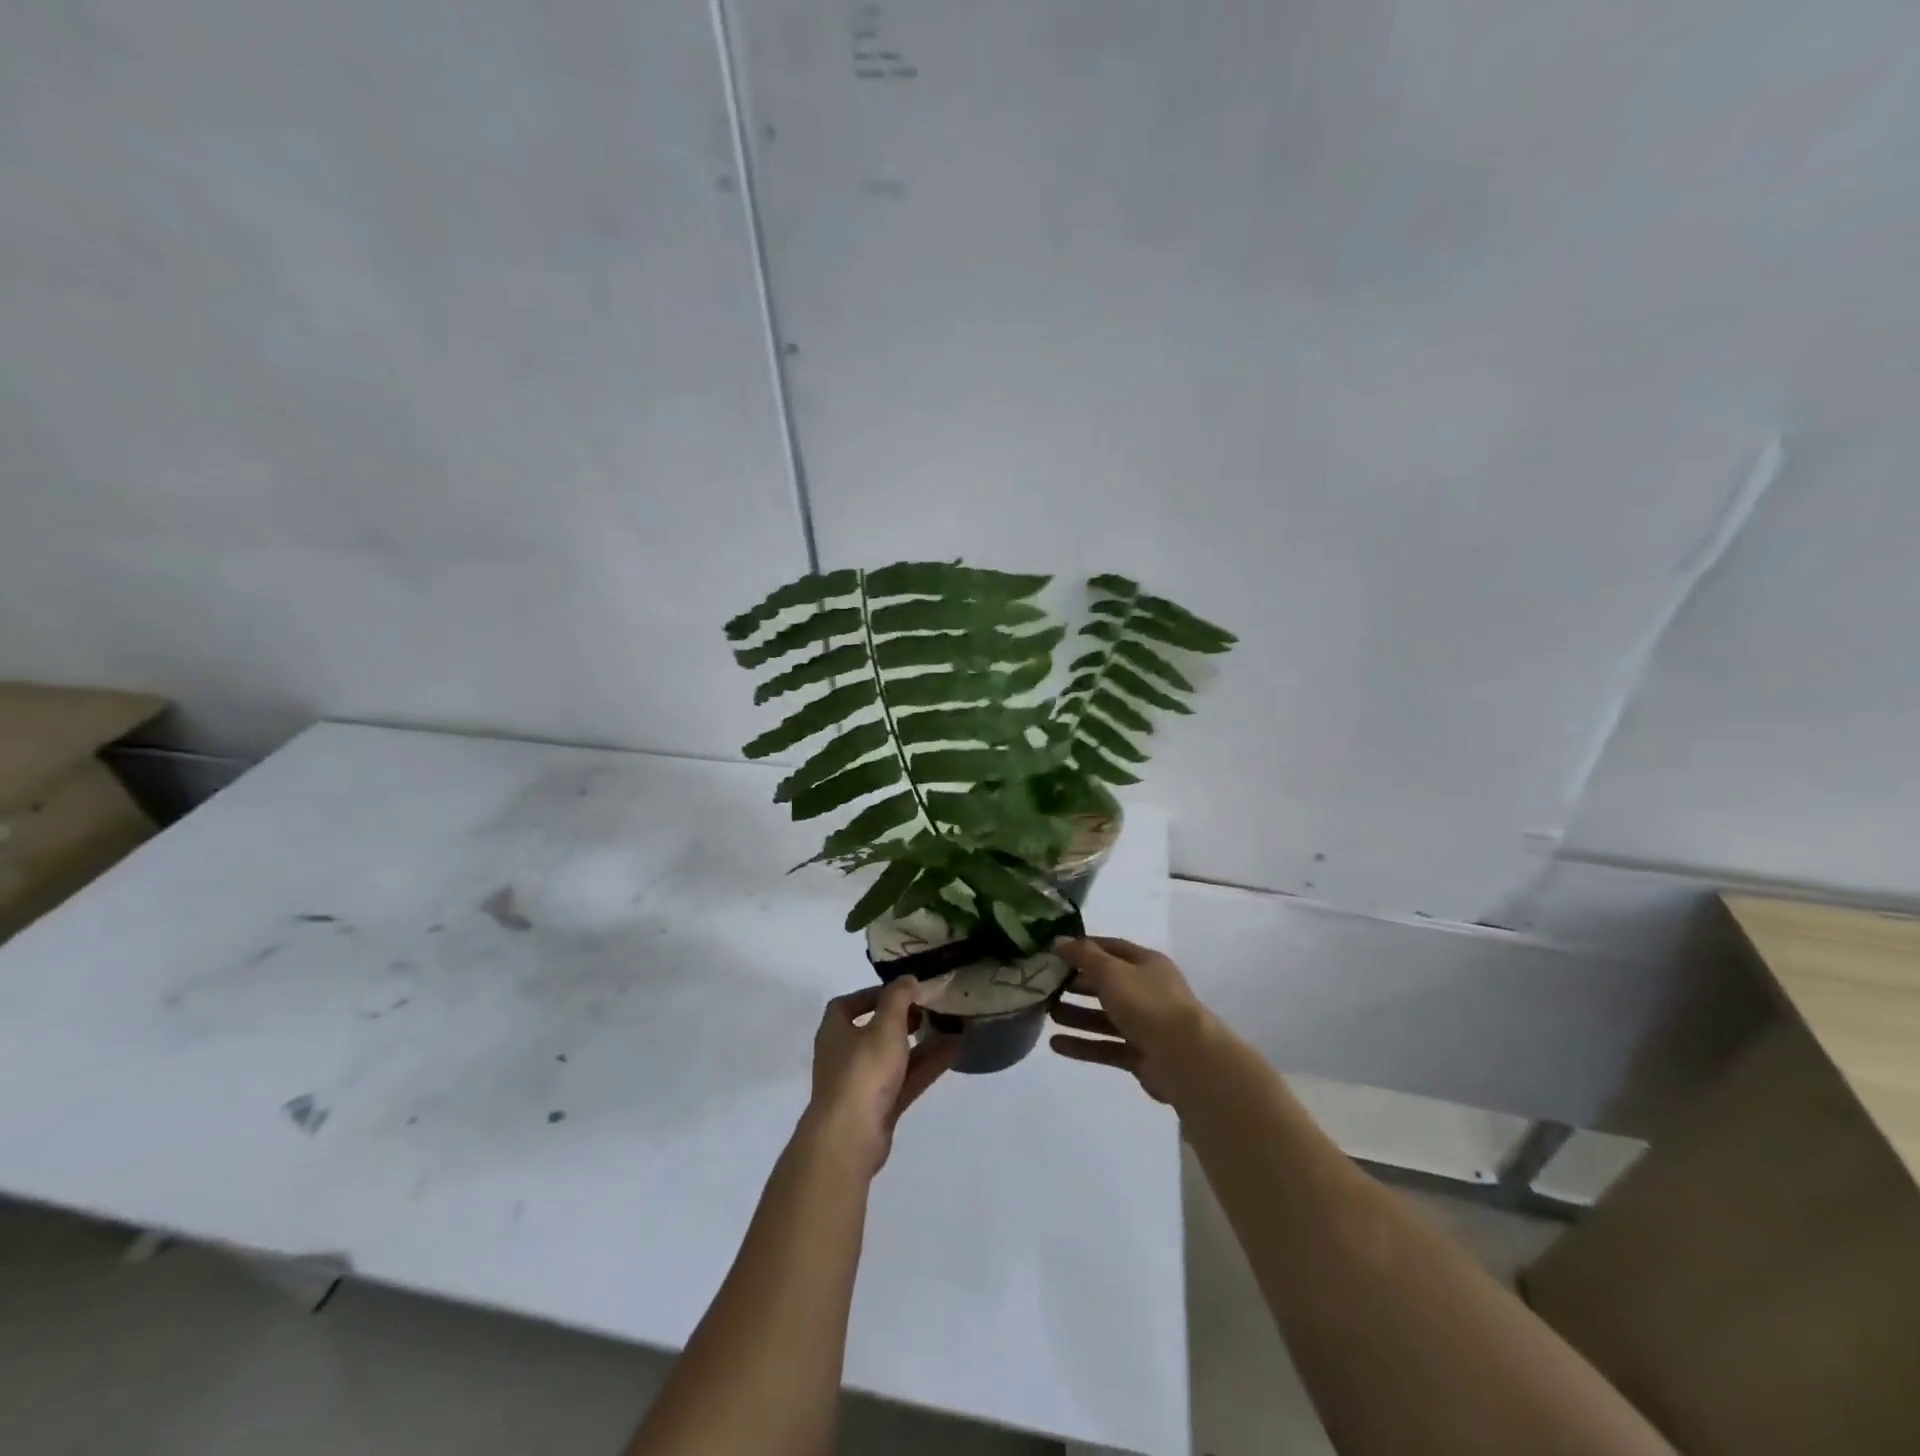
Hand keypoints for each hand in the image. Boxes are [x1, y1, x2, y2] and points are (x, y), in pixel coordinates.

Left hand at [804, 980, 957, 1176]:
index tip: (902, 991)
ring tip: (950, 1028)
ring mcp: (861, 1083)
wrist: (850, 1138)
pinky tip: (953, 1052)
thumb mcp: (885, 1025)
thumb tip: (907, 979)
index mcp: (835, 1030)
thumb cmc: (863, 1071)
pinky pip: (905, 1080)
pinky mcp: (879, 1107)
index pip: (849, 1004)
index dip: (874, 994)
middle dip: (902, 1019)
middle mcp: (844, 1054)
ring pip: (894, 1057)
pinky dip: (926, 1066)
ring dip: (919, 1043)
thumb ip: (898, 998)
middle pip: (874, 1030)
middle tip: (928, 1009)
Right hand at [1049, 938, 1217, 1104]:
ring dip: (1076, 1015)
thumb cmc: (1147, 1003)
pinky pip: (1105, 1046)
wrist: (1185, 1059)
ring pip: (1103, 1017)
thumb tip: (1058, 940)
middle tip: (1045, 985)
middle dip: (1076, 984)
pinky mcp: (1139, 1054)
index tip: (1054, 951)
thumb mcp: (1112, 971)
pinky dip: (1082, 1045)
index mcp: (1145, 963)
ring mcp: (1144, 1024)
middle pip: (1105, 983)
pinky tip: (1055, 1045)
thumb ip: (1083, 955)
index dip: (1083, 947)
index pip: (1110, 948)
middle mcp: (1146, 990)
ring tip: (1047, 1014)